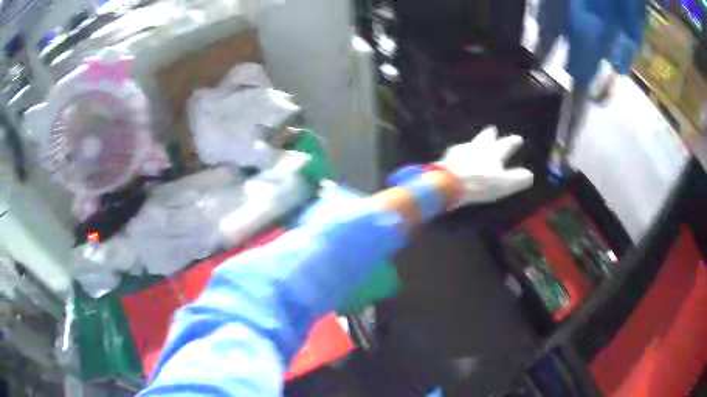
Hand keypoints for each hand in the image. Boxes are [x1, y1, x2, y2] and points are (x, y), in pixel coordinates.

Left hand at [437, 126, 533, 206]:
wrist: (449, 182)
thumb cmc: (481, 183)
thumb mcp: (504, 183)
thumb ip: (517, 178)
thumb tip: (529, 175)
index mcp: (493, 152)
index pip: (506, 144)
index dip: (513, 142)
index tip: (518, 138)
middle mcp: (477, 147)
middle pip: (485, 138)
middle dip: (490, 134)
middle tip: (492, 129)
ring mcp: (460, 151)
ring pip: (470, 143)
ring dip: (475, 142)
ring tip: (475, 142)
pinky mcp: (446, 158)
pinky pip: (456, 152)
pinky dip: (459, 153)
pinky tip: (457, 155)